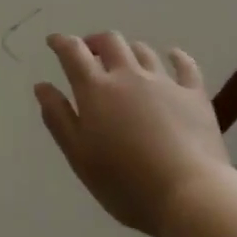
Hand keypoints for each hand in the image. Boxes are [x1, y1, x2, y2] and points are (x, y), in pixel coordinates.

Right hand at [34, 32, 230, 236]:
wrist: (189, 195)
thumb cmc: (125, 183)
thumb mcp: (79, 156)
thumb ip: (58, 118)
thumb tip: (42, 86)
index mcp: (96, 90)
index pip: (73, 52)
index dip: (61, 42)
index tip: (54, 41)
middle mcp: (128, 76)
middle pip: (110, 42)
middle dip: (95, 42)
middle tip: (90, 53)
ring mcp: (164, 82)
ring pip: (143, 50)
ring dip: (129, 50)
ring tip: (125, 62)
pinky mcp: (194, 94)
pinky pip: (184, 64)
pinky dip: (175, 56)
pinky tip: (172, 56)